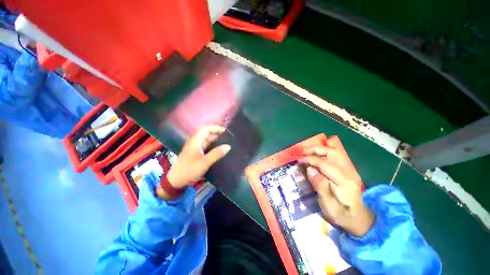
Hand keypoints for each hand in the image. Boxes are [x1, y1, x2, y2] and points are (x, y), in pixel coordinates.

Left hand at [156, 126, 230, 198]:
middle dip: (218, 134)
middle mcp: (195, 142)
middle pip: (207, 134)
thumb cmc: (190, 169)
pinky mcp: (196, 153)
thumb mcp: (205, 162)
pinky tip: (219, 150)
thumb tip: (228, 146)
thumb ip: (217, 153)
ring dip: (216, 140)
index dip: (216, 128)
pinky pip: (206, 146)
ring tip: (227, 143)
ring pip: (207, 140)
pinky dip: (213, 146)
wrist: (176, 180)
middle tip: (229, 138)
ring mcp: (195, 147)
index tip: (226, 131)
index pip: (206, 129)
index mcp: (196, 141)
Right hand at [300, 145, 373, 236]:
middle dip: (315, 150)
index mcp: (344, 182)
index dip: (311, 159)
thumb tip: (310, 169)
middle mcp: (349, 172)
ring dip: (319, 150)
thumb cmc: (341, 215)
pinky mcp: (347, 170)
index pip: (325, 164)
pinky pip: (334, 156)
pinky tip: (315, 156)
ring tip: (307, 152)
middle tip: (302, 152)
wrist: (359, 219)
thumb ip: (320, 187)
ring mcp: (350, 170)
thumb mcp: (328, 206)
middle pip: (332, 153)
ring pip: (334, 152)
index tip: (299, 160)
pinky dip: (323, 153)